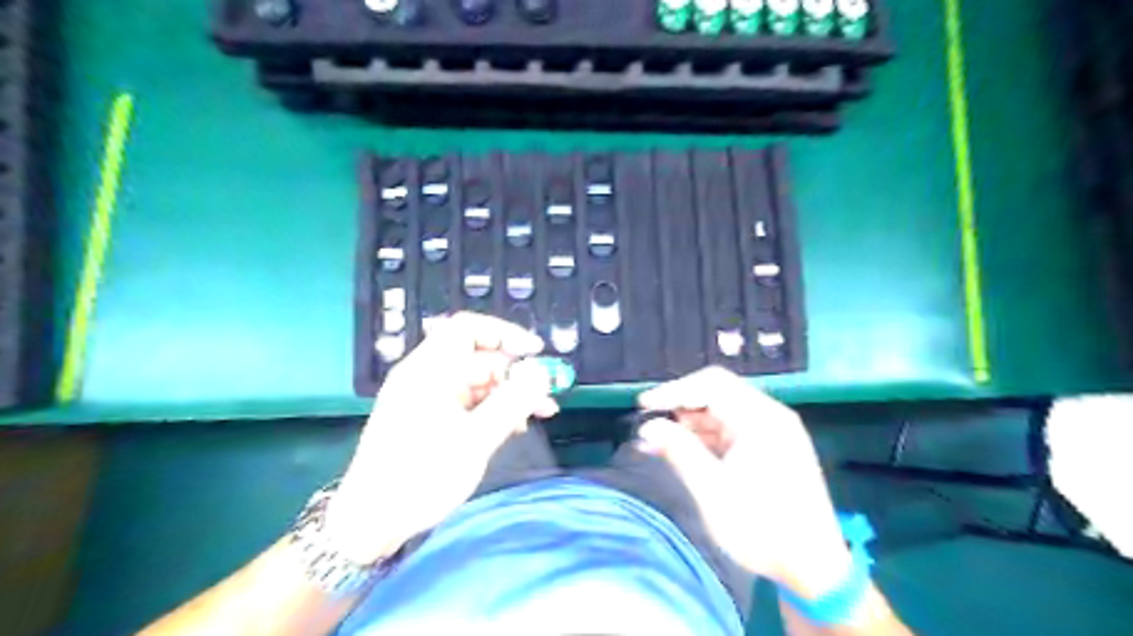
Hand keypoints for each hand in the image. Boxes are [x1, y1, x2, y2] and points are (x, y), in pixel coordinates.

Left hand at [326, 311, 558, 562]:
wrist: (370, 522)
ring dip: (509, 394)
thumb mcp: (474, 440)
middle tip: (545, 394)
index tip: (535, 351)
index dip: (504, 333)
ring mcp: (427, 398)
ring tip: (539, 413)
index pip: (467, 329)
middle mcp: (426, 377)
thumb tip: (541, 374)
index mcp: (428, 371)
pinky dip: (493, 409)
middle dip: (515, 372)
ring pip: (477, 382)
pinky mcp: (430, 418)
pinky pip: (468, 402)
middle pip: (478, 358)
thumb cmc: (420, 477)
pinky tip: (514, 427)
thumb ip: (511, 403)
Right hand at [635, 365, 848, 597]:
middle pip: (718, 393)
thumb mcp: (713, 491)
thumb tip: (648, 426)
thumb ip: (679, 451)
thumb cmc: (762, 529)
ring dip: (692, 422)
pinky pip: (734, 428)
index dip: (674, 391)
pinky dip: (708, 436)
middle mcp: (771, 416)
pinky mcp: (773, 447)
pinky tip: (689, 452)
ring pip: (724, 410)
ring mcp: (774, 431)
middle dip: (681, 407)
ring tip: (663, 444)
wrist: (815, 569)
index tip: (643, 406)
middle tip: (652, 427)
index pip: (711, 384)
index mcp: (761, 419)